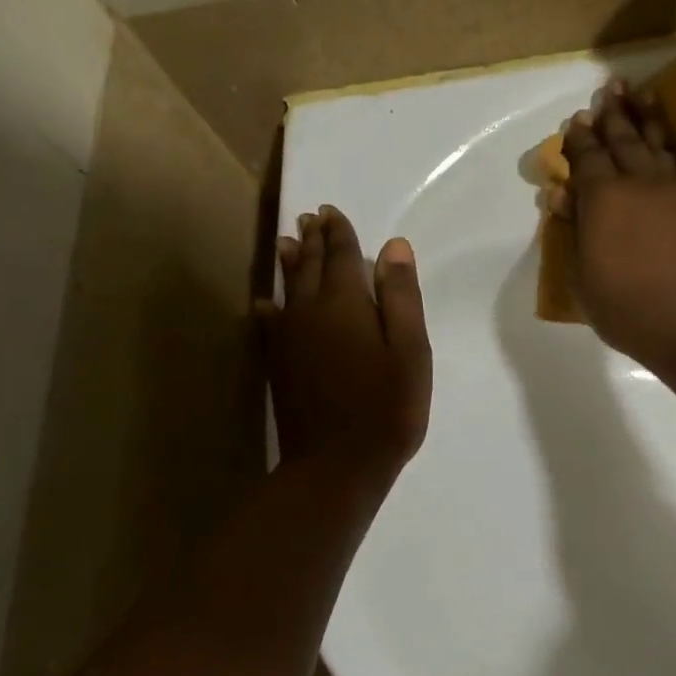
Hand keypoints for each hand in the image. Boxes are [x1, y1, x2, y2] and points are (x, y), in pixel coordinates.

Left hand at [264, 205, 432, 480]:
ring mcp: (289, 338)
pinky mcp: (278, 364)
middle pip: (310, 265)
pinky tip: (265, 303)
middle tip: (310, 217)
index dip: (339, 231)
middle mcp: (310, 311)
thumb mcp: (410, 351)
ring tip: (287, 242)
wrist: (336, 464)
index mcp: (347, 303)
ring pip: (287, 288)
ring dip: (289, 262)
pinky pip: (270, 323)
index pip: (342, 255)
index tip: (332, 211)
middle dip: (313, 239)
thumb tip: (394, 246)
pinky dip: (269, 307)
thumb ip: (401, 296)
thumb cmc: (386, 407)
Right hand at [559, 82, 675, 373]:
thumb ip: (574, 231)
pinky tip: (670, 140)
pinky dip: (675, 145)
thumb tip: (560, 194)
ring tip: (638, 95)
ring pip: (658, 144)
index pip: (587, 158)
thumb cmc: (628, 309)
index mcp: (603, 200)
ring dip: (645, 118)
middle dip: (612, 115)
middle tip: (607, 90)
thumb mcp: (584, 277)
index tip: (575, 120)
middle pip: (623, 140)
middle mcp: (640, 183)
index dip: (579, 139)